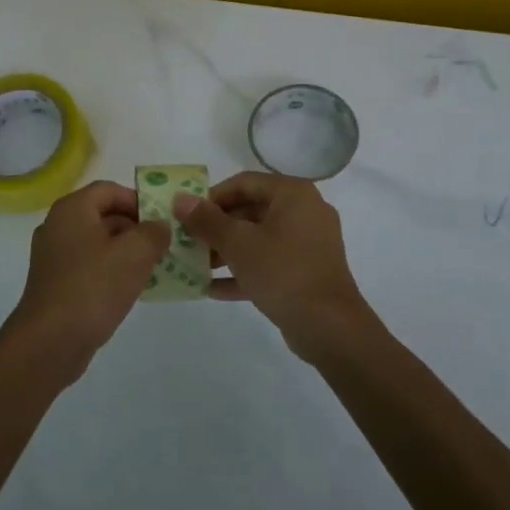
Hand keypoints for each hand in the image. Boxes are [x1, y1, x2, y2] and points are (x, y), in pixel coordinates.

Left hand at [1, 180, 170, 381]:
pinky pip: (89, 267)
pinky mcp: (55, 284)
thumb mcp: (135, 253)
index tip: (162, 222)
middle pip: (103, 215)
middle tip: (163, 247)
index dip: (139, 200)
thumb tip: (159, 226)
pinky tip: (131, 290)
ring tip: (154, 269)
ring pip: (98, 243)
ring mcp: (53, 257)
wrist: (50, 342)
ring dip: (126, 252)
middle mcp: (58, 226)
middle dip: (136, 228)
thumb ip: (154, 232)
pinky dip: (111, 272)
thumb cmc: (93, 288)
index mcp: (72, 209)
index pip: (110, 190)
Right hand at [174, 173, 381, 363]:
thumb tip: (180, 198)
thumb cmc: (283, 272)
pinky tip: (212, 289)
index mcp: (293, 194)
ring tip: (195, 265)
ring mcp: (308, 243)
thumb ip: (206, 220)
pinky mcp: (306, 272)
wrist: (329, 326)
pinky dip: (244, 271)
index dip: (211, 196)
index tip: (187, 215)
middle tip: (188, 241)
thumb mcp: (238, 244)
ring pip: (259, 239)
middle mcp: (304, 211)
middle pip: (251, 210)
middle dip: (217, 227)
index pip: (244, 182)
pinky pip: (269, 263)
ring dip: (226, 251)